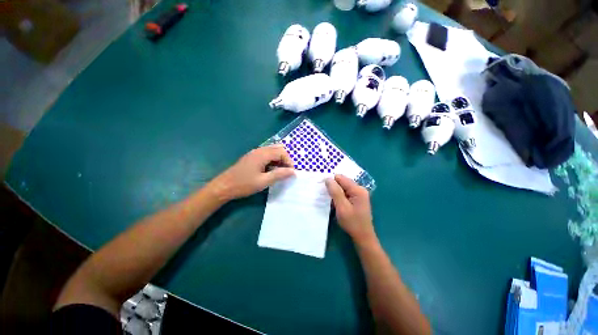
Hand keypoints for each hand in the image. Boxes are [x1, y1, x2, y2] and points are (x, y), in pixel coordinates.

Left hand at [209, 145, 294, 201]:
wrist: (224, 186)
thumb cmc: (244, 184)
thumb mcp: (263, 182)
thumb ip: (279, 175)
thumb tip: (293, 172)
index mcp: (262, 154)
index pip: (281, 152)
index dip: (289, 161)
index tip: (291, 173)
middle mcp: (259, 150)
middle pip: (278, 149)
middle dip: (285, 159)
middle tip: (286, 171)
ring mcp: (254, 153)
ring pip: (272, 151)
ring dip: (279, 159)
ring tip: (280, 171)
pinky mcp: (252, 157)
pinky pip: (266, 154)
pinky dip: (272, 160)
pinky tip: (271, 170)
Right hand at [325, 175, 375, 244]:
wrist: (362, 236)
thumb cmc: (352, 222)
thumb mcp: (342, 207)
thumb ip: (335, 192)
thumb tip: (328, 178)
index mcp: (358, 189)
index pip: (341, 178)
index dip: (331, 181)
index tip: (322, 187)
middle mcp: (359, 189)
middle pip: (342, 182)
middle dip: (333, 186)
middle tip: (325, 195)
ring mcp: (359, 194)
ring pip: (343, 187)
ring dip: (335, 192)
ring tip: (329, 200)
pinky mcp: (356, 199)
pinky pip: (345, 193)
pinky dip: (339, 196)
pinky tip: (335, 203)